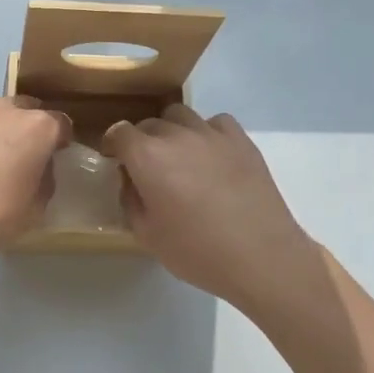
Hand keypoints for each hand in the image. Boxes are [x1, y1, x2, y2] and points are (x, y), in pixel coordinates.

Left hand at [0, 96, 70, 280]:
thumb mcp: (35, 209)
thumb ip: (45, 176)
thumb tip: (39, 164)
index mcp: (37, 128)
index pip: (60, 124)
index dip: (57, 142)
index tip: (50, 158)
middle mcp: (5, 107)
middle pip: (24, 110)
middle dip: (23, 130)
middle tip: (11, 159)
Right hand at [103, 106, 325, 316]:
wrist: (260, 256)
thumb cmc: (196, 251)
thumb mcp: (147, 235)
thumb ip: (130, 200)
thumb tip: (130, 179)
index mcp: (147, 157)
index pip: (119, 132)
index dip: (113, 144)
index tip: (115, 160)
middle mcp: (176, 135)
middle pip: (149, 124)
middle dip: (142, 141)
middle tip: (148, 169)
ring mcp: (212, 134)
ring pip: (180, 116)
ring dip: (172, 132)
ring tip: (180, 158)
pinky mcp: (241, 140)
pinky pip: (215, 122)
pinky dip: (206, 133)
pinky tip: (211, 156)